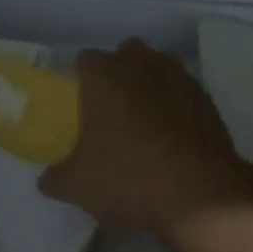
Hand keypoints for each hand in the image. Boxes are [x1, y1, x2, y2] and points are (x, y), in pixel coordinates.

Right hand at [38, 39, 252, 238]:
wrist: (200, 195)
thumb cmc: (128, 177)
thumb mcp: (78, 186)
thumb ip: (56, 177)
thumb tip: (46, 179)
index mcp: (102, 73)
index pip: (84, 61)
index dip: (81, 81)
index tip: (80, 107)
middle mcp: (138, 62)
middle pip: (123, 56)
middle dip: (118, 75)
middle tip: (112, 112)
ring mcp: (177, 75)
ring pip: (157, 68)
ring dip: (150, 85)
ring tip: (145, 123)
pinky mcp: (206, 96)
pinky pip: (182, 91)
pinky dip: (176, 105)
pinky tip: (173, 136)